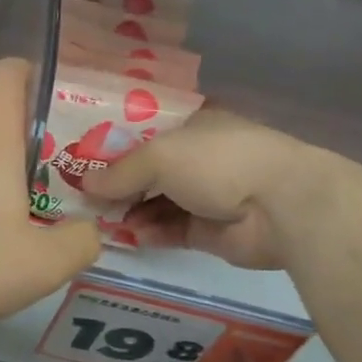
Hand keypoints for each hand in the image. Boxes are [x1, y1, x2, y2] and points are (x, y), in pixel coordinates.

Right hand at [84, 107, 325, 270]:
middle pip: (147, 169)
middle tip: (80, 195)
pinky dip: (149, 232)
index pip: (143, 129)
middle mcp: (197, 156)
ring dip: (129, 210)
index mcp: (191, 124)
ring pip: (156, 201)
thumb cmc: (218, 162)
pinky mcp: (209, 230)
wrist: (281, 207)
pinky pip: (170, 230)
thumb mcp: (159, 156)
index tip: (80, 156)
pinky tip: (128, 236)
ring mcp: (205, 194)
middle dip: (116, 182)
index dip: (111, 142)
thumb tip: (84, 186)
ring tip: (98, 219)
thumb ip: (120, 172)